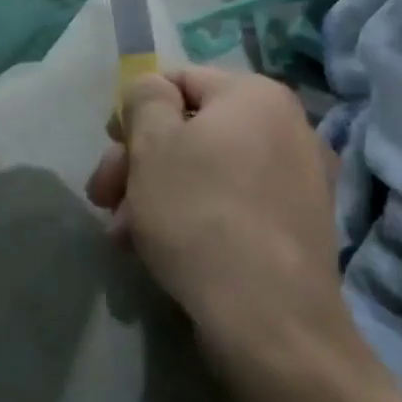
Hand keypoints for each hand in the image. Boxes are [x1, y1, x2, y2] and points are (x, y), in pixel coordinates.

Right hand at [86, 68, 367, 387]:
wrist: (270, 322)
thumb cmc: (199, 215)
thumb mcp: (152, 144)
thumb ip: (144, 98)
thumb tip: (152, 89)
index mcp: (255, 96)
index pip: (177, 79)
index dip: (133, 110)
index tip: (109, 147)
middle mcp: (287, 127)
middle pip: (189, 129)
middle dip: (138, 162)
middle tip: (102, 197)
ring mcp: (298, 179)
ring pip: (205, 170)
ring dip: (154, 193)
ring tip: (121, 234)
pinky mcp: (296, 226)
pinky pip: (231, 202)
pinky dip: (192, 215)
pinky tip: (157, 248)